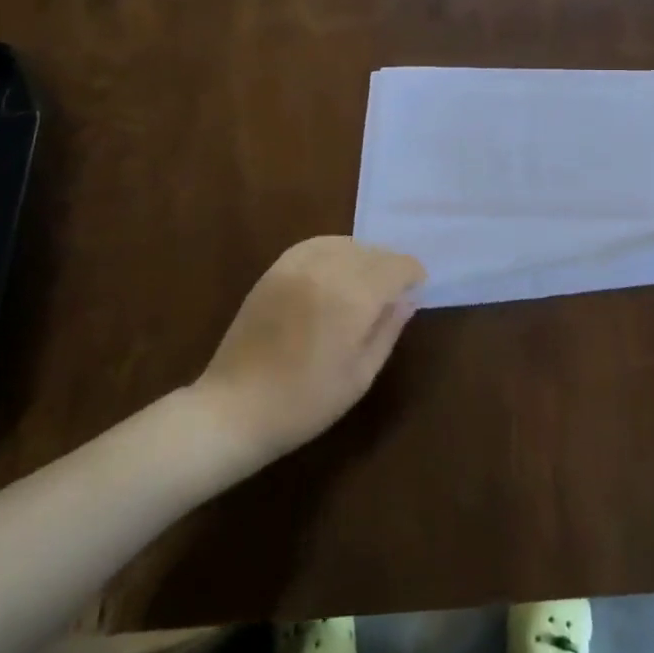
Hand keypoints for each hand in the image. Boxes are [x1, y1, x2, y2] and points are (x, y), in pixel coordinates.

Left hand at [194, 237, 425, 459]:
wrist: (235, 408)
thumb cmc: (306, 402)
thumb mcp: (361, 374)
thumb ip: (388, 329)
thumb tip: (408, 299)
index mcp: (353, 297)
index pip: (397, 266)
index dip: (413, 274)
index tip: (417, 290)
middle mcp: (328, 270)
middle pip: (373, 252)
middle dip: (390, 267)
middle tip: (394, 293)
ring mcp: (297, 266)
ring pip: (346, 244)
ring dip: (364, 258)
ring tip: (366, 282)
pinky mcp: (276, 269)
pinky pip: (316, 245)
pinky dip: (334, 251)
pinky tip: (336, 269)